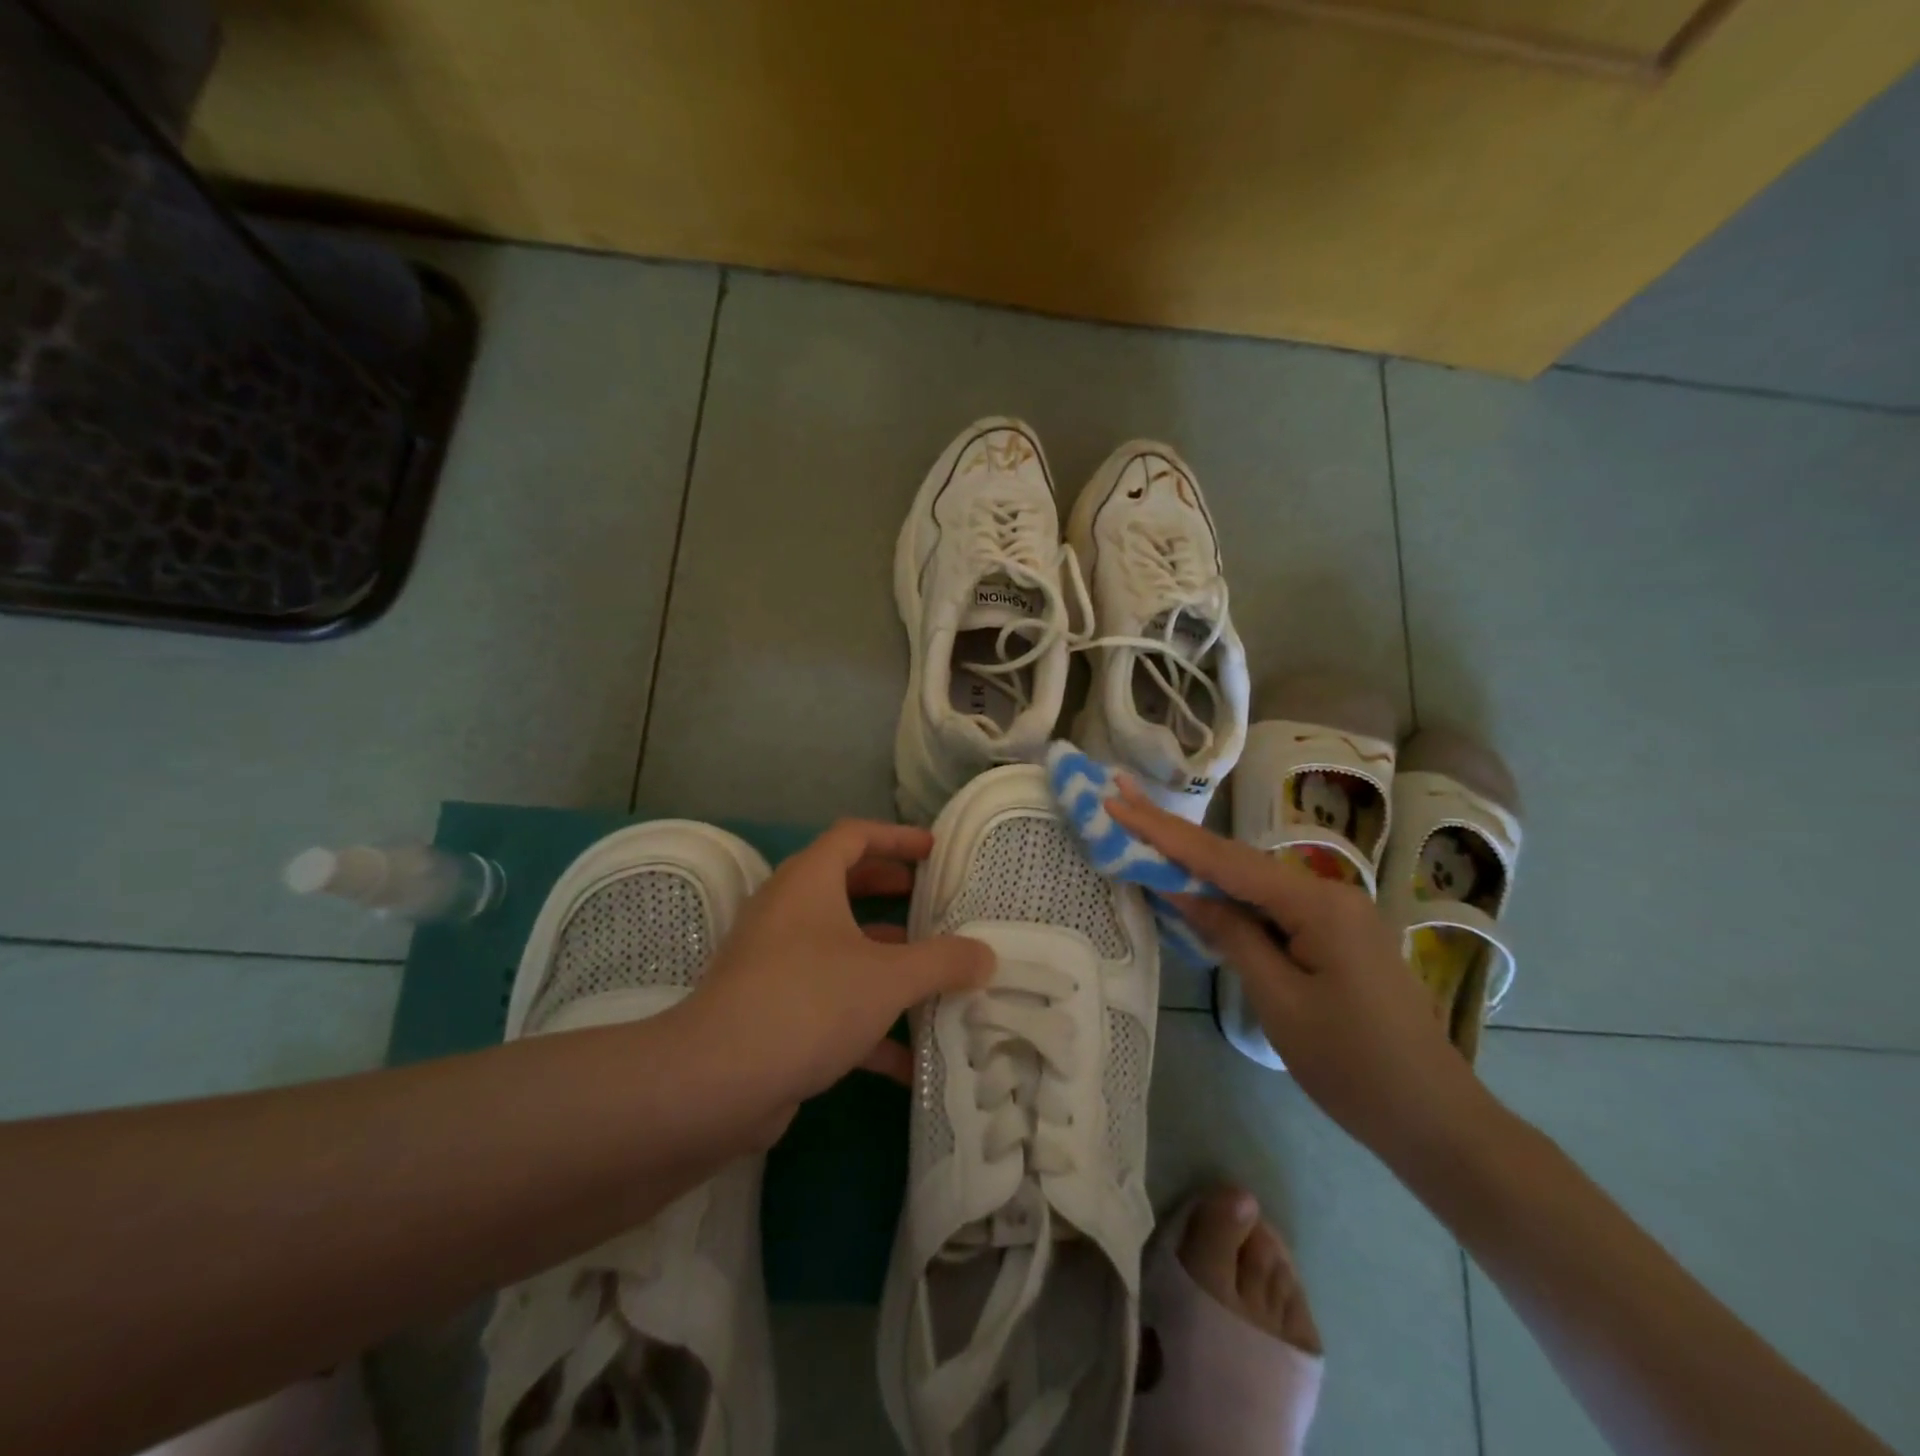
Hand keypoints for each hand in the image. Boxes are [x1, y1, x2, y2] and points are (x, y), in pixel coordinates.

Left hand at [681, 819, 992, 1141]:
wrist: (717, 1083)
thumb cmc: (810, 1001)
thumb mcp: (889, 978)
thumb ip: (943, 962)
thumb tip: (986, 955)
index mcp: (808, 882)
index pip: (853, 835)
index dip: (896, 837)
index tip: (933, 851)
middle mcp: (787, 912)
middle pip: (843, 886)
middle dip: (888, 893)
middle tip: (929, 902)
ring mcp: (773, 962)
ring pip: (838, 948)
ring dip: (884, 962)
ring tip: (933, 978)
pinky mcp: (770, 1011)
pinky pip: (828, 1000)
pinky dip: (866, 1021)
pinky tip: (907, 1061)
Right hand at [1107, 781, 1487, 1159]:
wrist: (1435, 1120)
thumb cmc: (1353, 1065)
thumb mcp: (1279, 1000)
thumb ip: (1231, 934)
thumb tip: (1182, 890)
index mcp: (1316, 902)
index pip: (1222, 860)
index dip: (1163, 832)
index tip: (1117, 801)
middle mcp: (1327, 892)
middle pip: (1235, 858)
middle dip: (1174, 831)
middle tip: (1122, 795)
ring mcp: (1333, 912)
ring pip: (1250, 879)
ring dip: (1196, 860)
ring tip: (1144, 832)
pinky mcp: (1332, 934)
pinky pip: (1268, 903)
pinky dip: (1226, 893)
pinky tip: (1196, 883)